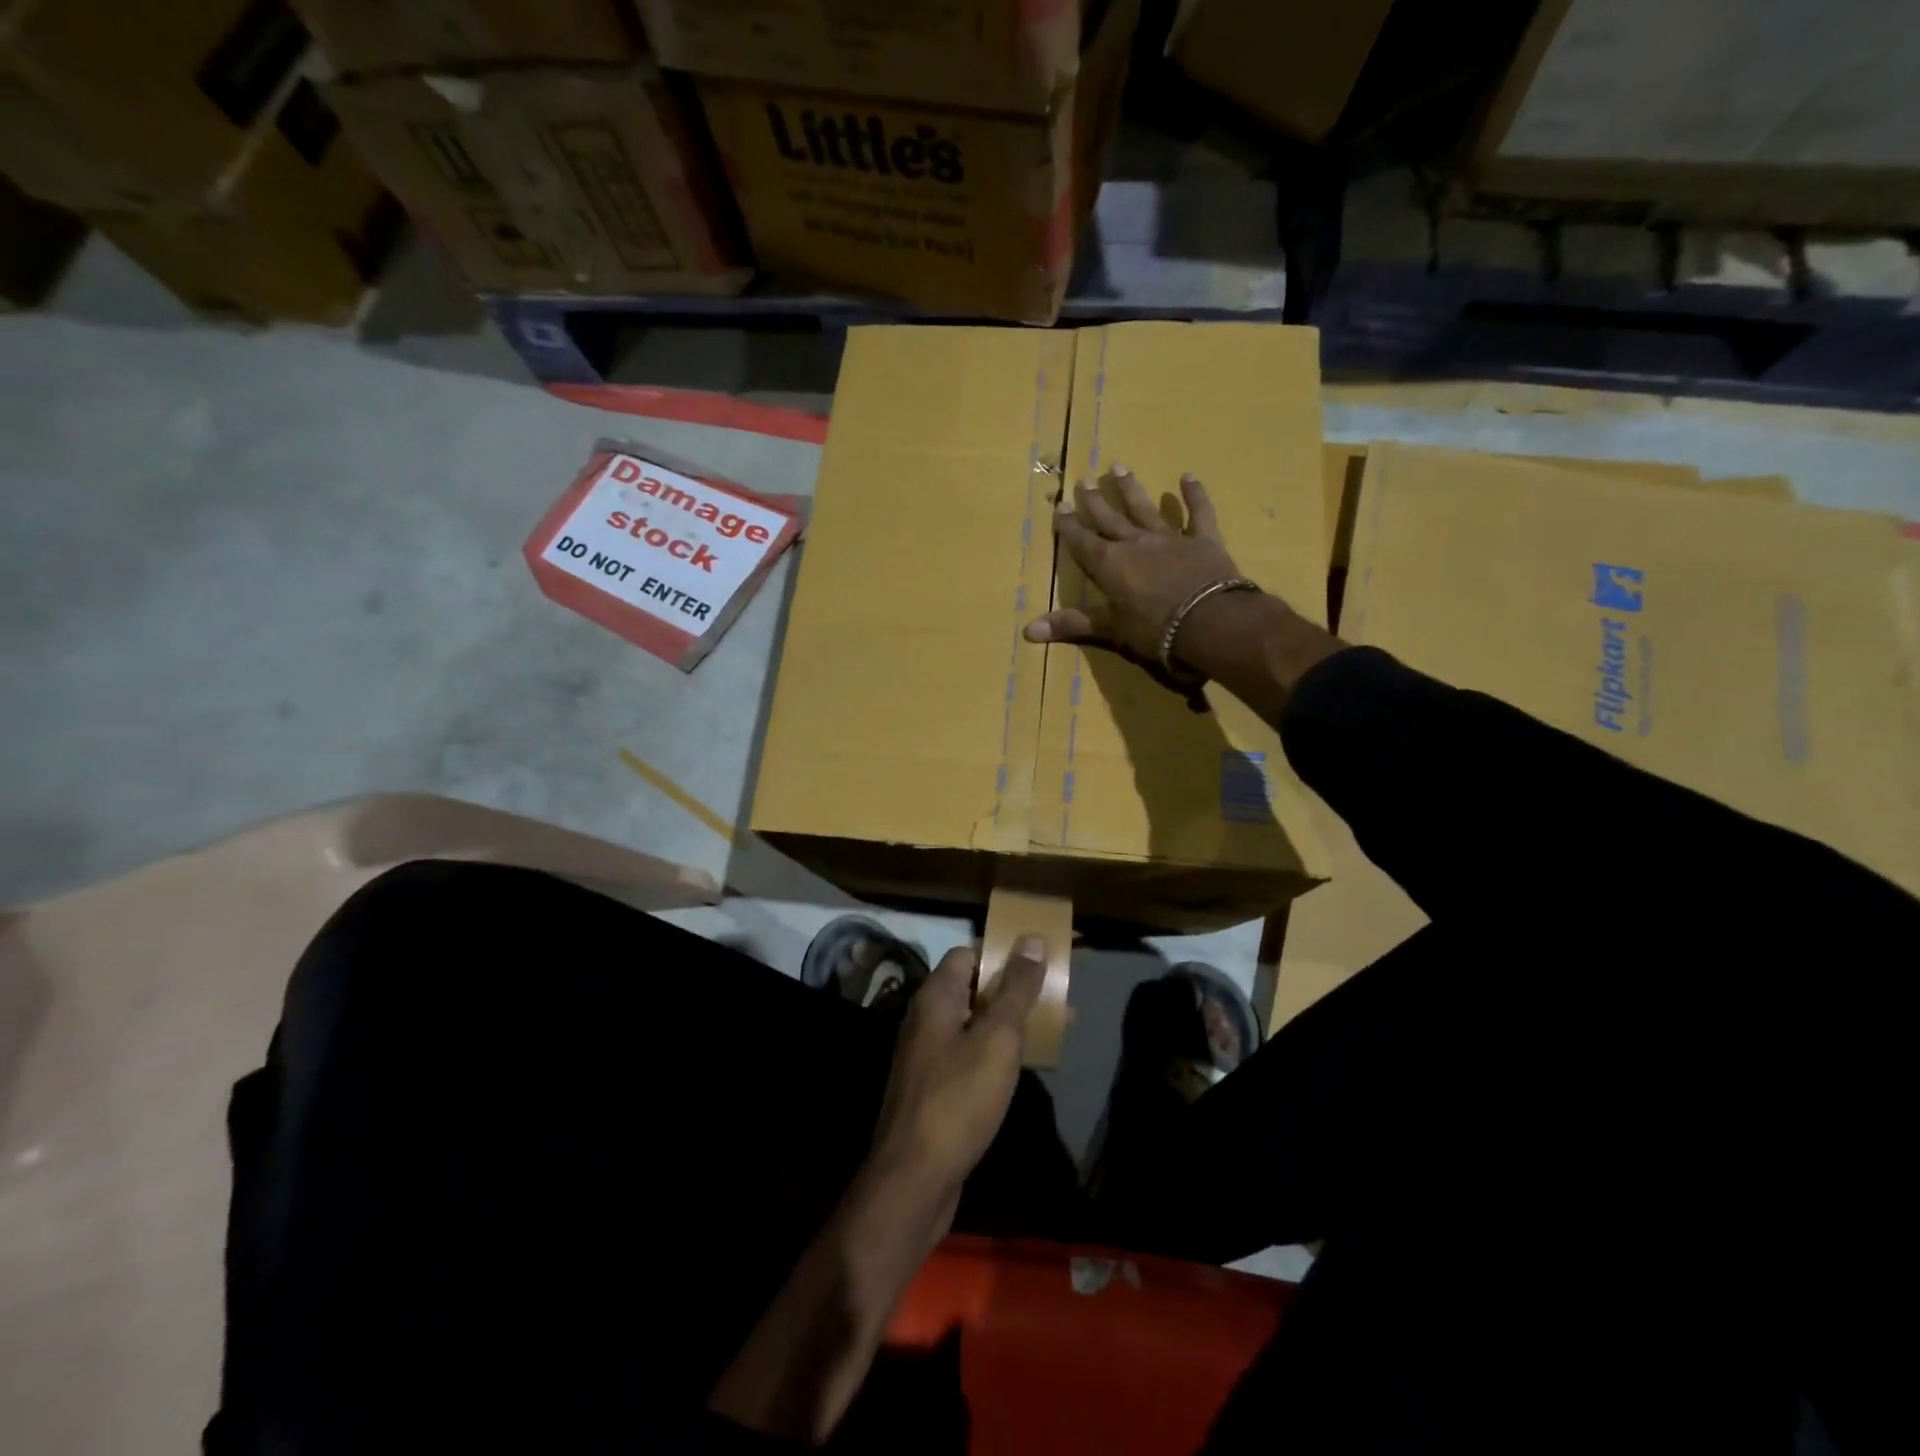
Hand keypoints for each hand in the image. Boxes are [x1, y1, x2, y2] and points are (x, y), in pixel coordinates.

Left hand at [866, 937, 1046, 1236]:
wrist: (915, 1179)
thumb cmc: (959, 1098)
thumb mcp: (998, 1038)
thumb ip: (1016, 988)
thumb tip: (1030, 939)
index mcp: (936, 997)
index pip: (968, 954)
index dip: (1004, 952)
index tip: (1042, 958)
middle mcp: (928, 1019)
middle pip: (976, 987)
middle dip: (1018, 987)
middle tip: (1060, 992)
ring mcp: (931, 1055)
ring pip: (978, 1022)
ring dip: (1015, 1020)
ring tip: (1059, 1024)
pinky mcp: (938, 1088)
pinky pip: (975, 1053)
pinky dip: (1002, 1051)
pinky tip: (1030, 1063)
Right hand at [1024, 467, 1248, 667]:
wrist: (1210, 622)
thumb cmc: (1154, 630)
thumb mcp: (1110, 630)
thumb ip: (1072, 624)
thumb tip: (1028, 631)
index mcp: (1109, 564)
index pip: (1082, 541)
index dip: (1069, 525)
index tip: (1060, 505)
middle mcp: (1135, 543)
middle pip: (1110, 519)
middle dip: (1095, 501)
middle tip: (1084, 479)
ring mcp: (1170, 538)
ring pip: (1145, 509)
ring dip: (1131, 490)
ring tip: (1120, 468)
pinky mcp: (1203, 540)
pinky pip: (1198, 513)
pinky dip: (1194, 495)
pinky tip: (1188, 477)